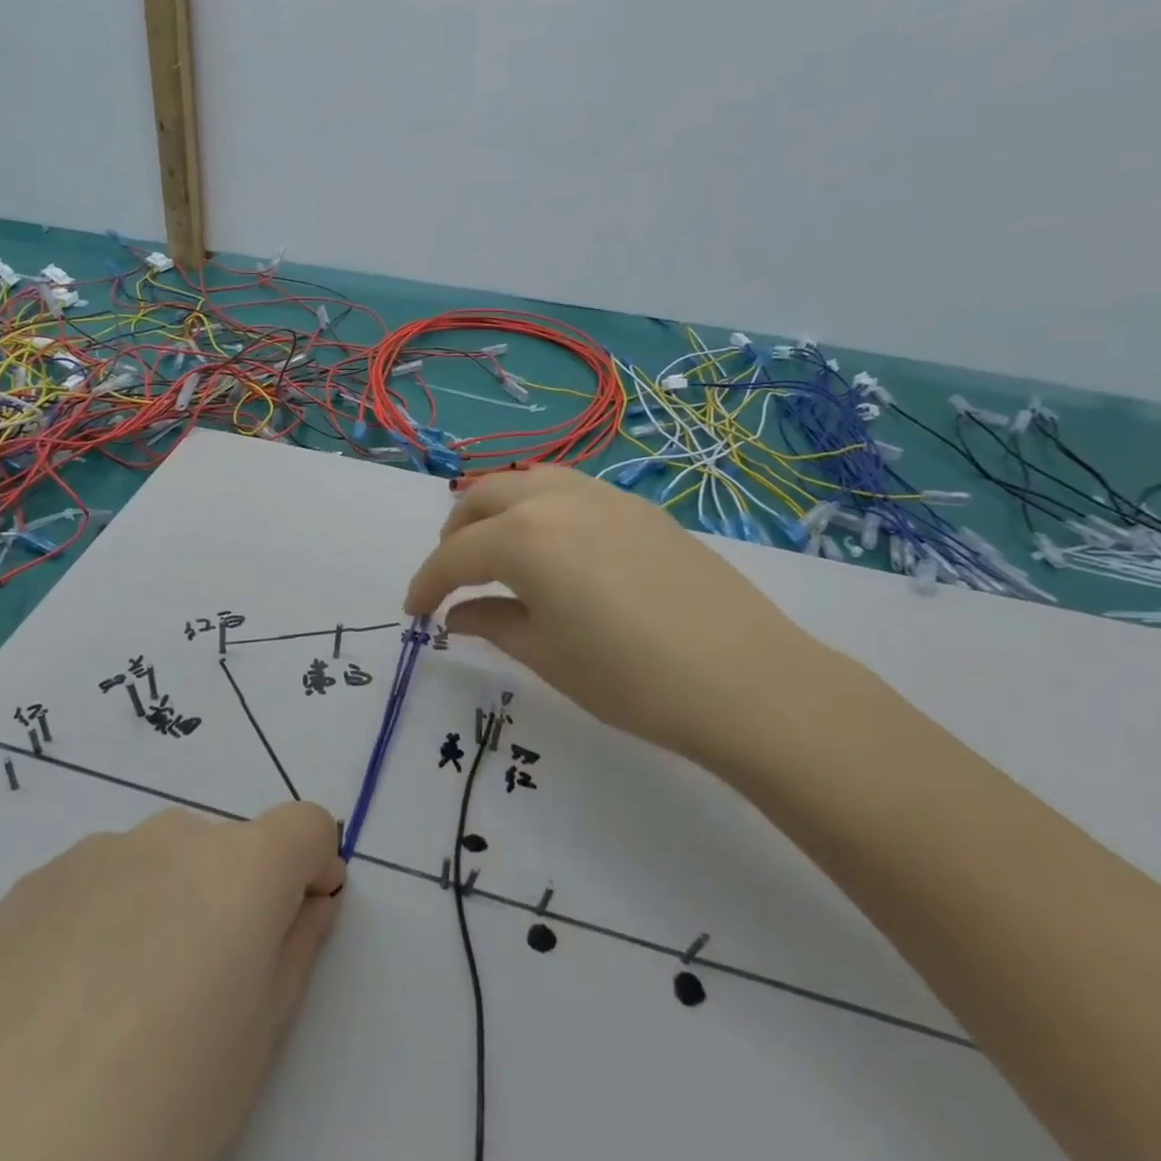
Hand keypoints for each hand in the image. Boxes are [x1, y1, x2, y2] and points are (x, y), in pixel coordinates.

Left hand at [0, 801, 344, 1160]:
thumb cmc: (158, 1109)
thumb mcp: (258, 1040)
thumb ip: (296, 949)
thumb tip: (308, 902)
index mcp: (241, 869)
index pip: (305, 825)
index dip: (312, 867)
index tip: (299, 918)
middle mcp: (172, 837)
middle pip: (227, 847)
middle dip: (233, 895)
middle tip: (200, 985)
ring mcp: (96, 853)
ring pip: (158, 862)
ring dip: (166, 903)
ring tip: (121, 1001)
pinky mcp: (33, 882)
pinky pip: (96, 882)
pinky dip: (104, 917)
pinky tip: (64, 1001)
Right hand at [404, 464, 814, 765]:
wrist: (745, 678)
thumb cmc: (630, 677)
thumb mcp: (546, 656)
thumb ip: (492, 624)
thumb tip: (458, 616)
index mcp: (523, 537)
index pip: (454, 556)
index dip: (426, 584)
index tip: (415, 612)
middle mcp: (554, 499)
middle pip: (482, 499)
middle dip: (455, 536)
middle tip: (452, 579)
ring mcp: (602, 496)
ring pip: (526, 482)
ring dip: (496, 511)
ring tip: (497, 552)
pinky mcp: (638, 506)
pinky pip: (568, 490)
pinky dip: (540, 509)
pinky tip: (554, 548)